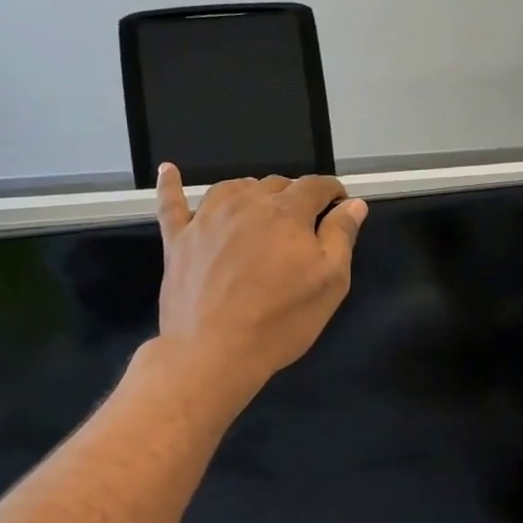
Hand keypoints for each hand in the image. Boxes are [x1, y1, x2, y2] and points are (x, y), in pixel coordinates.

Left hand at [154, 164, 367, 396]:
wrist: (214, 352)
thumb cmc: (281, 319)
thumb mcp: (330, 281)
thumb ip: (342, 236)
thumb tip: (353, 203)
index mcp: (287, 212)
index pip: (316, 186)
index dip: (332, 193)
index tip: (339, 207)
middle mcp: (246, 203)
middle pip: (275, 184)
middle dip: (294, 197)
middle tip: (302, 226)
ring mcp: (207, 218)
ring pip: (233, 187)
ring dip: (251, 192)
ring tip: (260, 210)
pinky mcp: (177, 239)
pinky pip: (172, 202)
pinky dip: (172, 185)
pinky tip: (169, 171)